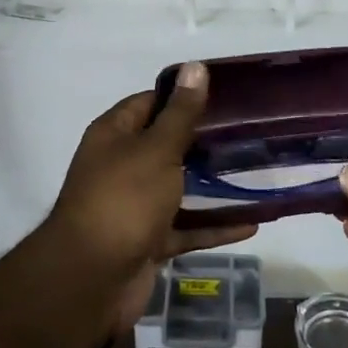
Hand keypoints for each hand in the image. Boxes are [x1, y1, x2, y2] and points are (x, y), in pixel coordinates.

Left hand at [50, 63, 255, 323]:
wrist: (91, 281)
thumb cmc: (124, 200)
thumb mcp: (156, 149)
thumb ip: (181, 113)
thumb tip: (195, 66)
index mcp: (115, 135)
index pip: (150, 103)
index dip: (183, 96)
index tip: (224, 94)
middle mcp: (122, 166)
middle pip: (167, 145)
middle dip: (204, 140)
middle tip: (249, 132)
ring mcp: (135, 206)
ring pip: (179, 188)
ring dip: (212, 184)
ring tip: (256, 172)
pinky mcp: (148, 241)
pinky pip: (186, 228)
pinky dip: (214, 226)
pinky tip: (251, 223)